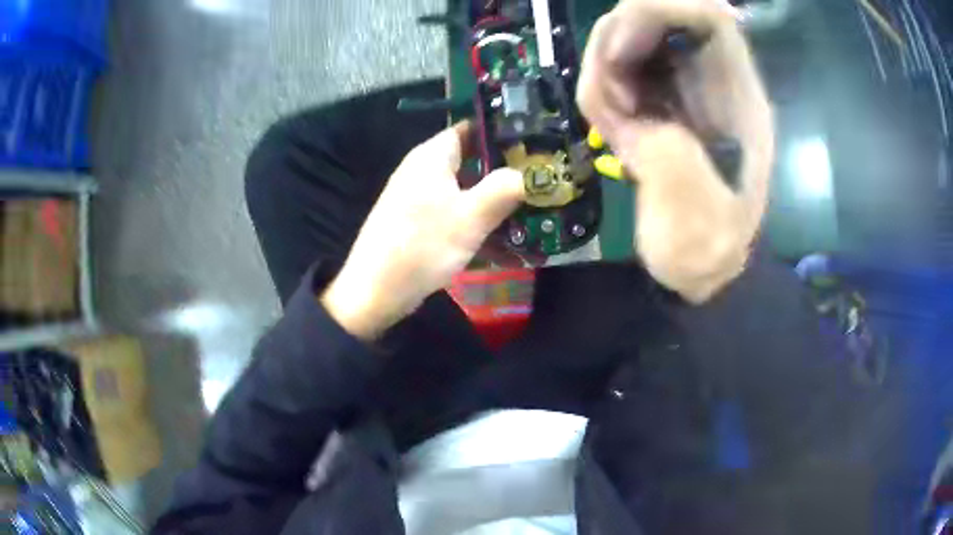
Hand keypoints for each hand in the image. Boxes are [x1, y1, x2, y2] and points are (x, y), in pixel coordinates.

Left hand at [321, 122, 524, 339]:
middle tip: (541, 180)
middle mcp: (423, 170)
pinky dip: (476, 220)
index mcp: (431, 156)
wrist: (375, 291)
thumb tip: (530, 173)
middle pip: (470, 159)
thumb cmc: (422, 246)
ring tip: (531, 208)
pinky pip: (454, 212)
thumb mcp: (470, 217)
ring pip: (465, 189)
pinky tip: (503, 238)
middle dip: (504, 170)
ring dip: (493, 199)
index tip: (535, 143)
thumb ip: (503, 189)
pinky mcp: (418, 222)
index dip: (501, 132)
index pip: (470, 127)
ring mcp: (419, 197)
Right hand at [577, 0, 774, 302]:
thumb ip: (675, 165)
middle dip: (618, 43)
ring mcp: (683, 86)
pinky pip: (620, 66)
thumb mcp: (699, 226)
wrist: (703, 267)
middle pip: (657, 16)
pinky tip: (615, 125)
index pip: (707, 15)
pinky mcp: (660, 98)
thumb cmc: (709, 252)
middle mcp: (711, 79)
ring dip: (605, 69)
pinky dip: (603, 86)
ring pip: (631, 35)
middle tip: (613, 100)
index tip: (621, 51)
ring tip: (615, 123)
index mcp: (736, 98)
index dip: (657, 10)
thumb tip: (638, 113)